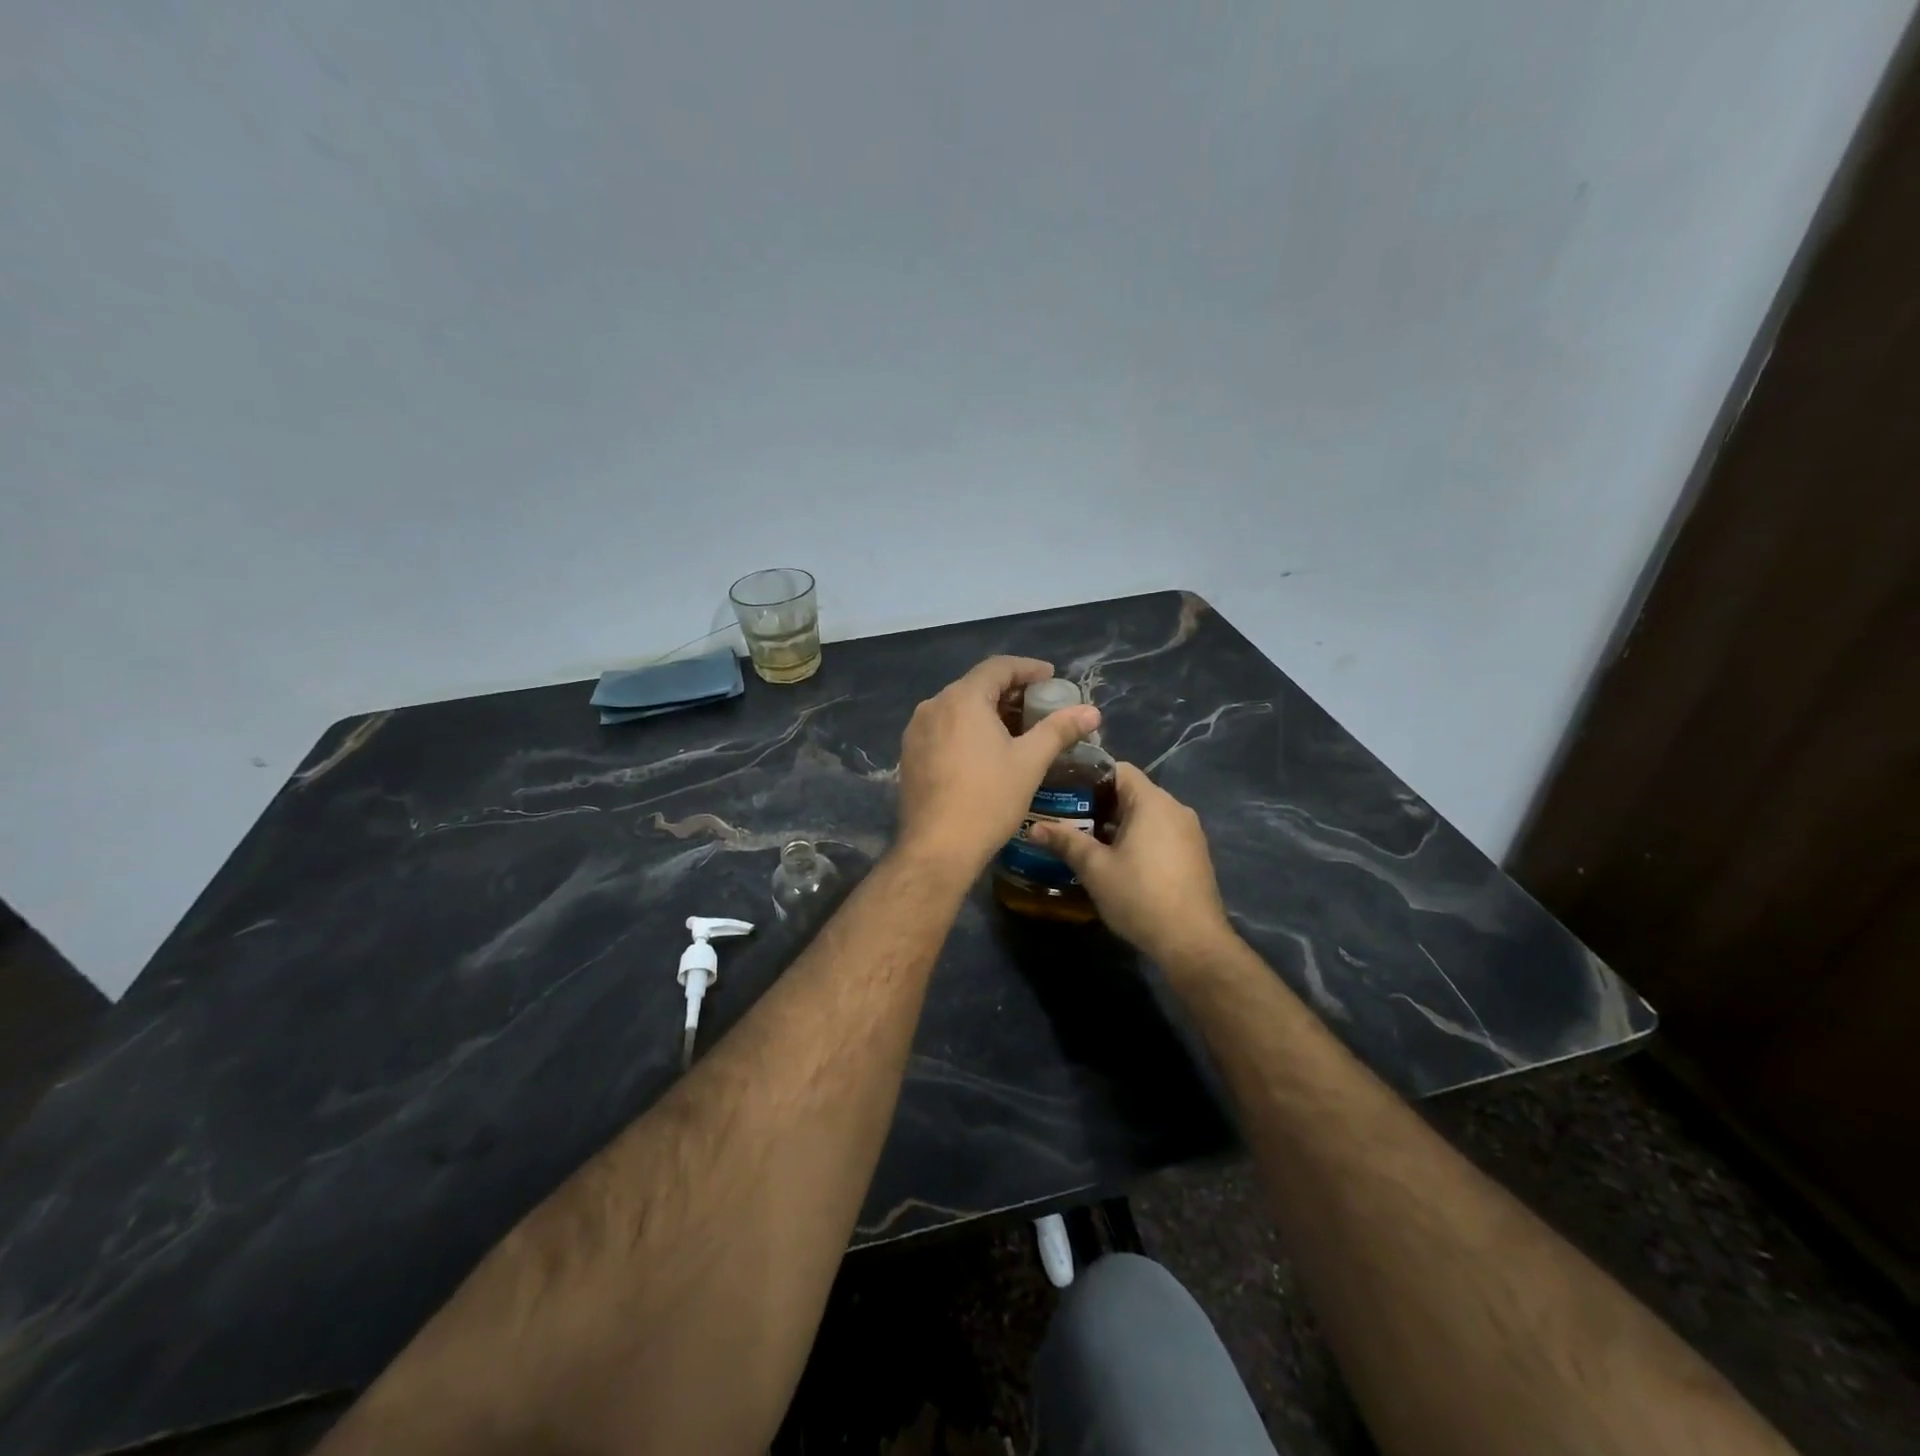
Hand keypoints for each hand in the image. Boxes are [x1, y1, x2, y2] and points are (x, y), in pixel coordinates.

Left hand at [895, 656, 1100, 876]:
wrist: (937, 848)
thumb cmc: (988, 799)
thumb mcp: (1030, 762)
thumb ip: (1059, 730)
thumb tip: (1092, 712)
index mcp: (962, 699)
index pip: (997, 667)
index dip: (1027, 668)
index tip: (1051, 677)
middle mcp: (933, 706)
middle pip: (975, 686)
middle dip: (1009, 692)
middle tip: (1038, 706)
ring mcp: (916, 731)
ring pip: (957, 709)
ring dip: (987, 712)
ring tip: (1015, 729)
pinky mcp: (909, 755)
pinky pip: (943, 729)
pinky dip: (967, 730)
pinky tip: (984, 752)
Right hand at [1029, 763, 1235, 965]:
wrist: (1192, 942)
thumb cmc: (1140, 896)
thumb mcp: (1095, 868)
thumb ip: (1065, 841)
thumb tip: (1033, 828)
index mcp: (1152, 802)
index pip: (1118, 769)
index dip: (1089, 776)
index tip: (1063, 789)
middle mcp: (1175, 809)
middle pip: (1132, 792)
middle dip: (1098, 803)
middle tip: (1066, 817)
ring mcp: (1189, 832)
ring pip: (1146, 815)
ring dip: (1117, 824)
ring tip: (1085, 840)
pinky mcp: (1194, 855)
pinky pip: (1160, 833)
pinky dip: (1137, 838)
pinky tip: (1116, 861)